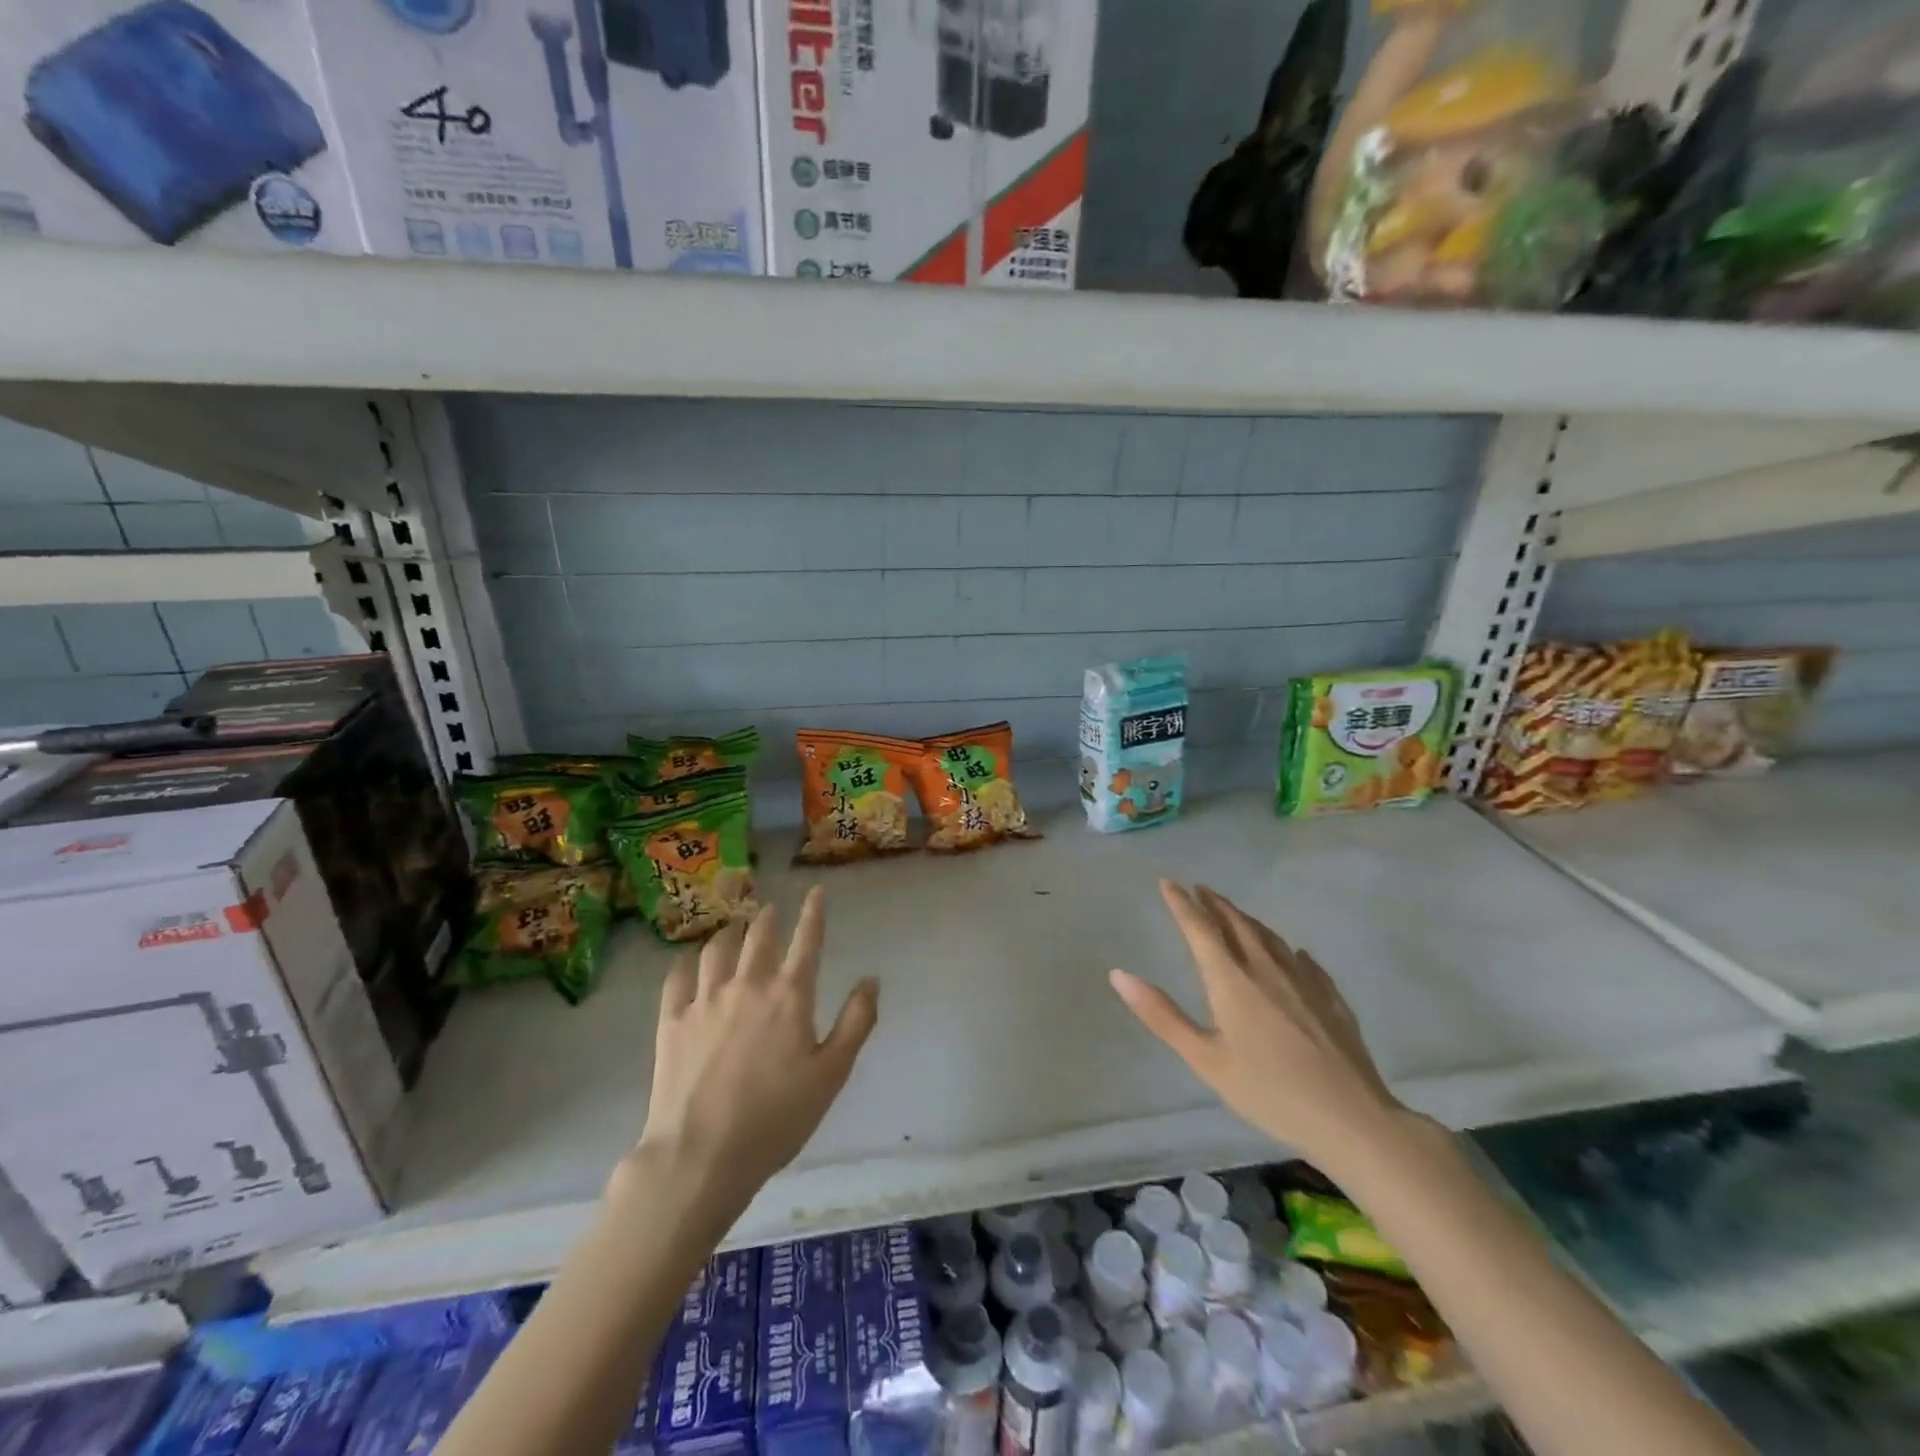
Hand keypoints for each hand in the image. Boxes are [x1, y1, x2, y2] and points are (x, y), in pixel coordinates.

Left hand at [627, 888, 877, 1209]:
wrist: (701, 1155)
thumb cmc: (776, 1118)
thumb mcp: (832, 1074)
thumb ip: (856, 1022)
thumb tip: (871, 979)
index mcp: (790, 996)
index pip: (807, 941)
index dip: (814, 912)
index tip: (816, 891)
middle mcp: (748, 985)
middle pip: (758, 937)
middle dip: (768, 918)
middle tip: (770, 909)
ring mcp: (705, 1000)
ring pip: (716, 950)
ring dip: (729, 934)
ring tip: (732, 930)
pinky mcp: (672, 1021)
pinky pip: (677, 978)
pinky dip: (686, 963)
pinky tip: (689, 963)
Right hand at [1110, 881, 1405, 1173]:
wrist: (1353, 1119)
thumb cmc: (1269, 1092)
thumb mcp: (1205, 1060)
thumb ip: (1162, 1016)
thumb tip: (1119, 975)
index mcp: (1231, 980)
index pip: (1200, 929)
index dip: (1182, 904)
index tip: (1168, 883)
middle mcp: (1266, 969)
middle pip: (1236, 924)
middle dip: (1215, 904)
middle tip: (1199, 889)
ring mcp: (1303, 981)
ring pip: (1270, 937)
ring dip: (1246, 920)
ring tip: (1234, 914)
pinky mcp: (1331, 998)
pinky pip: (1303, 960)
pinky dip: (1286, 949)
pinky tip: (1293, 954)